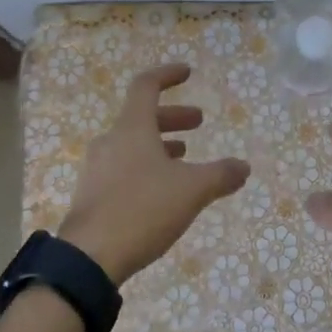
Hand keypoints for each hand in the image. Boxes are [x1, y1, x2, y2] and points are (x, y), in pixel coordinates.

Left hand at [57, 64, 250, 282]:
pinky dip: (146, 166)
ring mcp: (97, 169)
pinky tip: (161, 191)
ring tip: (184, 157)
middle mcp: (110, 141)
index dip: (167, 75)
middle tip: (199, 122)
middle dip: (173, 117)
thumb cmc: (141, 210)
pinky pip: (123, 168)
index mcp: (131, 128)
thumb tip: (244, 166)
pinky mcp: (92, 195)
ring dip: (160, 144)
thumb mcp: (191, 191)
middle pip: (141, 116)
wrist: (88, 258)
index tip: (188, 73)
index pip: (146, 85)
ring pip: (132, 144)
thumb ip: (220, 175)